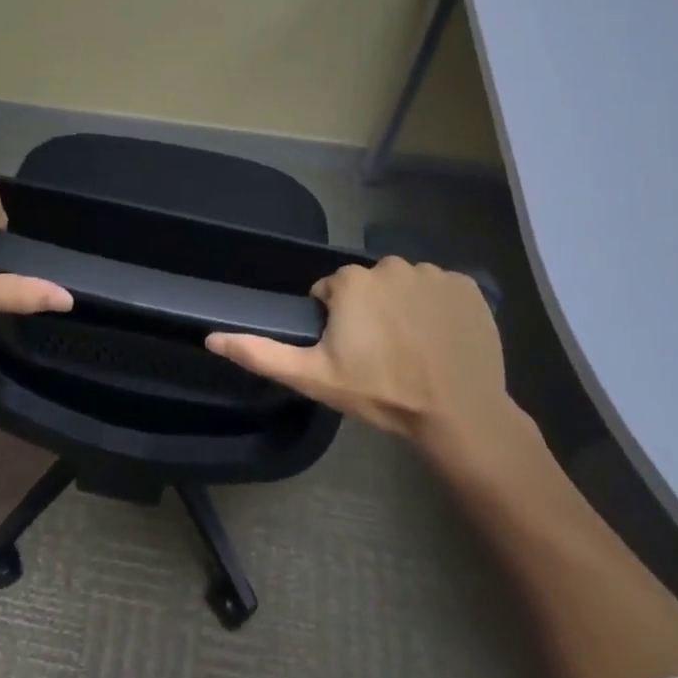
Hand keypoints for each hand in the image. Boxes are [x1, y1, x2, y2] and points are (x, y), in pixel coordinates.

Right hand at [207, 257, 524, 460]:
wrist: (458, 412)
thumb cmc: (381, 392)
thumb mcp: (314, 377)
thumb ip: (261, 354)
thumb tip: (211, 337)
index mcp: (351, 281)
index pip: (331, 292)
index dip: (336, 323)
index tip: (351, 353)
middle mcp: (389, 265)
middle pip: (368, 286)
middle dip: (370, 312)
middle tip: (381, 354)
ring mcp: (432, 273)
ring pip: (404, 285)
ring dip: (404, 308)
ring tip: (414, 349)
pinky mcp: (466, 285)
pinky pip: (441, 289)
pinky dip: (438, 308)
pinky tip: (441, 339)